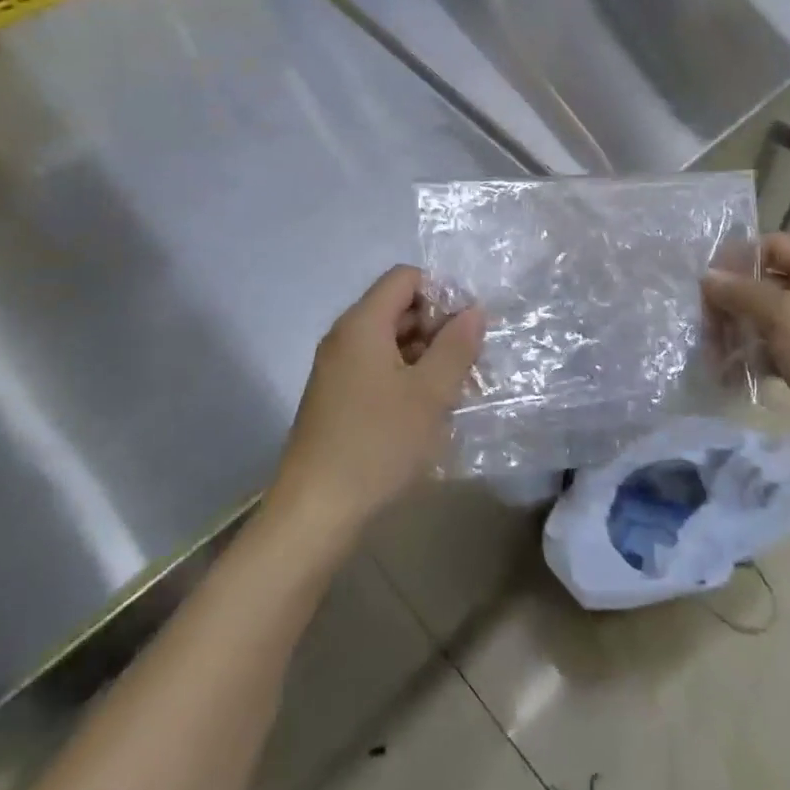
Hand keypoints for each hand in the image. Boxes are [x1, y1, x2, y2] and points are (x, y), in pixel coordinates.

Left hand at [272, 266, 483, 533]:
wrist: (315, 511)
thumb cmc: (377, 443)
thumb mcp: (430, 393)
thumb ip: (456, 346)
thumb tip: (474, 310)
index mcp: (362, 324)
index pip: (405, 278)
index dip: (442, 292)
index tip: (468, 327)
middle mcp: (344, 337)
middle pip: (397, 307)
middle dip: (437, 326)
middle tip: (468, 361)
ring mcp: (336, 369)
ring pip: (389, 341)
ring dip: (425, 355)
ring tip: (454, 388)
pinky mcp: (336, 398)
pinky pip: (377, 368)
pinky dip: (405, 377)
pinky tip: (426, 409)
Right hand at [703, 234, 789, 470]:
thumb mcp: (783, 315)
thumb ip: (742, 291)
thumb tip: (708, 277)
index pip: (773, 246)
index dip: (739, 258)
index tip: (708, 282)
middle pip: (764, 283)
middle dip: (731, 301)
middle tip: (705, 325)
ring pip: (763, 318)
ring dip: (735, 331)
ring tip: (712, 355)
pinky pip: (769, 348)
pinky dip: (749, 356)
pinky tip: (728, 374)